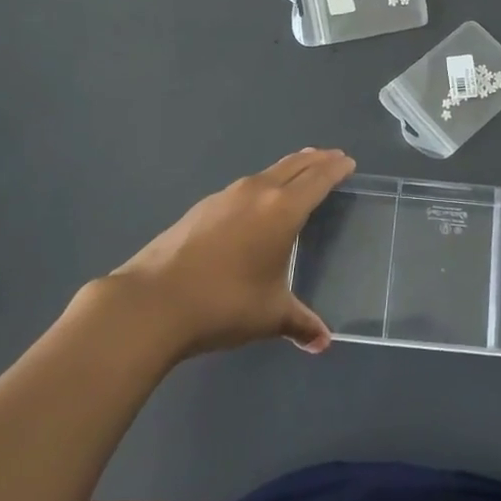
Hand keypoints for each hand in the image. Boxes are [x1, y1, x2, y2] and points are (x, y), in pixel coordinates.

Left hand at [108, 148, 354, 360]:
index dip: (336, 168)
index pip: (318, 179)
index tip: (348, 162)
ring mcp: (225, 196)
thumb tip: (323, 342)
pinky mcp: (202, 208)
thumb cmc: (224, 303)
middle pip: (294, 165)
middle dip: (316, 160)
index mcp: (282, 210)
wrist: (153, 302)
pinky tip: (255, 205)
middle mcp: (257, 192)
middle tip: (332, 158)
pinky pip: (244, 187)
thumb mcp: (270, 316)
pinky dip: (262, 186)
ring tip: (298, 174)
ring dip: (288, 169)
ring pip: (267, 173)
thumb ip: (300, 323)